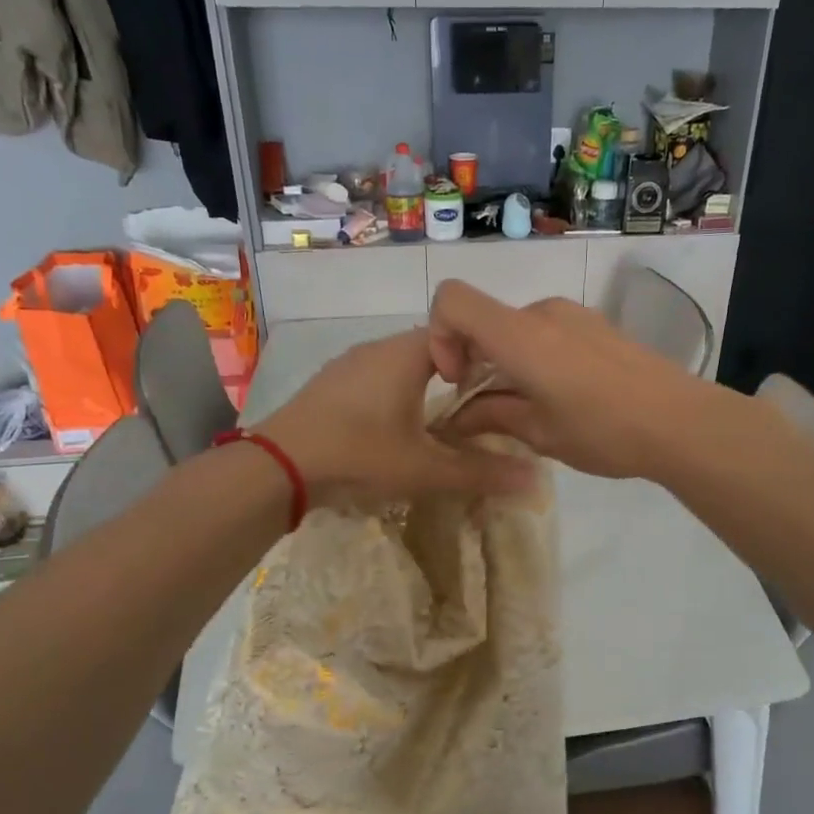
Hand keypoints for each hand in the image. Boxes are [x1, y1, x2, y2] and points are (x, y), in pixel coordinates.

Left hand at [259, 326, 535, 506]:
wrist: (278, 467)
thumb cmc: (359, 455)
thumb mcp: (425, 469)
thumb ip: (480, 472)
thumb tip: (536, 479)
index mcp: (406, 354)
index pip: (460, 334)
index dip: (485, 358)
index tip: (501, 391)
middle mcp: (377, 348)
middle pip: (432, 351)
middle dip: (457, 378)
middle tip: (478, 413)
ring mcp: (349, 365)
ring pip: (400, 366)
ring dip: (423, 388)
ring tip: (441, 424)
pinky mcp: (330, 385)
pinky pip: (375, 380)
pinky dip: (394, 396)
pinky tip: (394, 429)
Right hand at [427, 281, 720, 479]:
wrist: (682, 422)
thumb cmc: (604, 431)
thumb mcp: (540, 433)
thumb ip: (492, 416)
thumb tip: (459, 417)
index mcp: (520, 335)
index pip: (452, 300)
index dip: (439, 334)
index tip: (457, 378)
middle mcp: (543, 312)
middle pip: (486, 319)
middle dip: (475, 359)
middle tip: (491, 409)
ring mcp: (574, 315)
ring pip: (517, 329)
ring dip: (507, 362)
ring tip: (532, 408)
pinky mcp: (597, 326)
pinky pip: (547, 333)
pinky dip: (535, 358)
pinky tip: (564, 398)